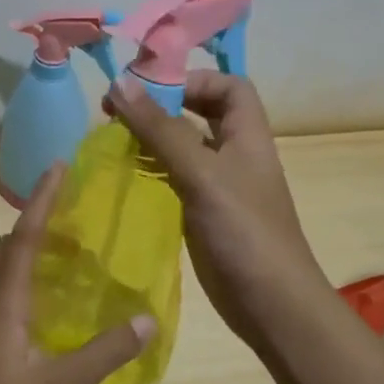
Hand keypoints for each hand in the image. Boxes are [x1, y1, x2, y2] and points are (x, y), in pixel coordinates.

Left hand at [0, 164, 152, 383]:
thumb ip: (104, 354)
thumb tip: (147, 320)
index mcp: (2, 305)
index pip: (22, 238)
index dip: (41, 201)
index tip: (57, 167)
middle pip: (6, 250)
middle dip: (36, 225)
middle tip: (73, 220)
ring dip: (27, 256)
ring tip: (65, 261)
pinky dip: (21, 285)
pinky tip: (44, 313)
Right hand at [108, 72, 337, 354]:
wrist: (271, 305)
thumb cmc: (243, 231)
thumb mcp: (201, 173)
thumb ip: (161, 129)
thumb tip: (120, 82)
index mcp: (247, 135)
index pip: (228, 85)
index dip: (193, 79)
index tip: (148, 89)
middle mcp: (235, 154)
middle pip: (201, 113)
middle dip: (161, 106)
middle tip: (116, 112)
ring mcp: (220, 186)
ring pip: (184, 147)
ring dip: (151, 138)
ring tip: (112, 141)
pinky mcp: (204, 213)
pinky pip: (175, 178)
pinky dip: (152, 170)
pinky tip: (126, 176)